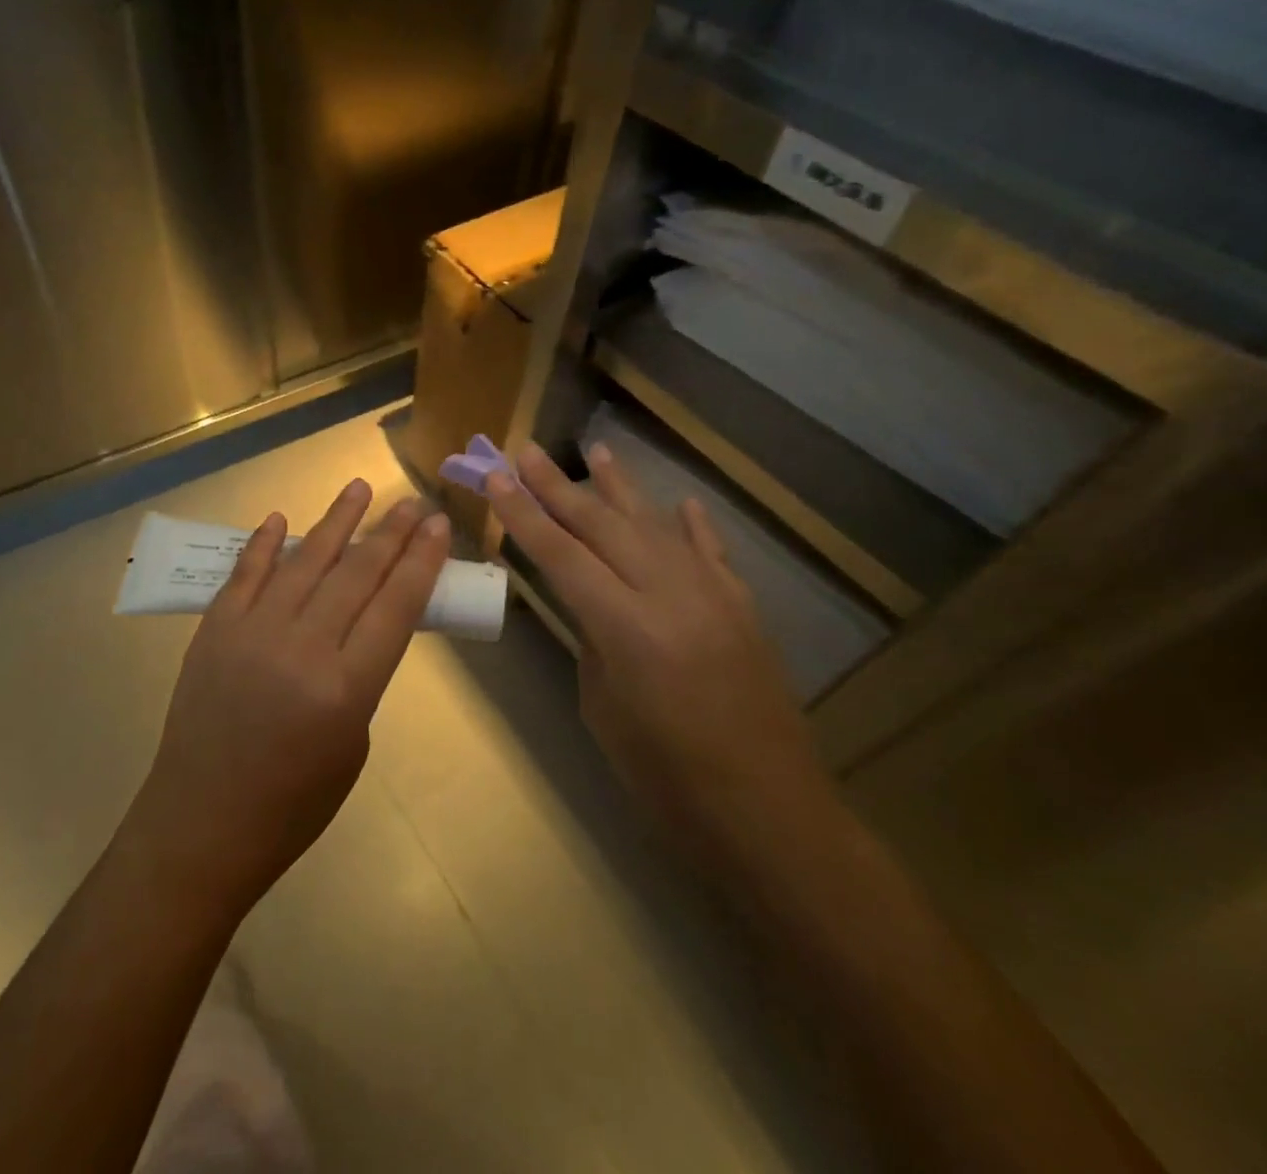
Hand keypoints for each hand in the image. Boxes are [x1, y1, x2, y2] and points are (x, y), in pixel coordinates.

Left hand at [124, 482, 451, 920]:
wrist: (202, 824)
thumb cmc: (291, 804)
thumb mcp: (351, 745)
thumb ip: (359, 678)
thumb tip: (357, 626)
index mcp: (346, 688)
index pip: (396, 605)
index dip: (421, 560)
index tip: (438, 525)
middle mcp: (301, 648)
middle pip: (356, 574)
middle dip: (390, 533)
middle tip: (411, 502)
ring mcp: (252, 632)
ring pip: (304, 561)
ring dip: (336, 521)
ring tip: (360, 488)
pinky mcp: (214, 629)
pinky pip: (245, 573)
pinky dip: (265, 544)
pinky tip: (282, 519)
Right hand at [487, 442, 829, 844]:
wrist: (769, 815)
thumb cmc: (666, 778)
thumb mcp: (605, 707)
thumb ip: (594, 640)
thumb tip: (590, 602)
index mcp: (627, 628)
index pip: (562, 555)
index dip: (524, 514)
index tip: (497, 477)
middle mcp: (672, 596)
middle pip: (604, 526)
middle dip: (560, 487)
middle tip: (528, 451)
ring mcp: (715, 596)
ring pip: (657, 526)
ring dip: (621, 489)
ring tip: (596, 451)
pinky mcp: (744, 609)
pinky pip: (712, 554)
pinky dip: (692, 527)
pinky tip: (680, 504)